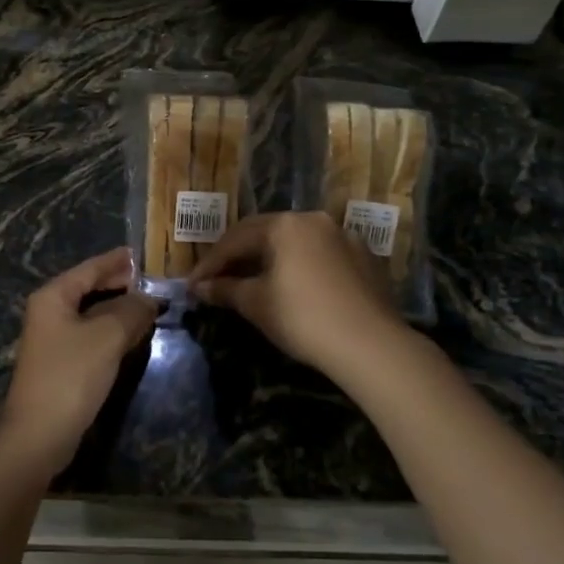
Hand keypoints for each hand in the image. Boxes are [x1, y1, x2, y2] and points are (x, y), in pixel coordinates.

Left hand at [0, 247, 160, 475]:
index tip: (139, 253)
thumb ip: (132, 311)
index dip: (116, 261)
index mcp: (53, 297)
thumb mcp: (107, 337)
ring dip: (119, 309)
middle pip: (88, 289)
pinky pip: (91, 336)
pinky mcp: (61, 363)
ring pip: (91, 314)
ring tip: (149, 305)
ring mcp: (53, 339)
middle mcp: (49, 312)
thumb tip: (149, 299)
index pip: (89, 268)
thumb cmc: (71, 375)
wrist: (39, 434)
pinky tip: (132, 334)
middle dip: (119, 285)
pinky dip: (112, 331)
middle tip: (151, 281)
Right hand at [187, 212, 404, 376]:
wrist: (371, 344)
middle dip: (238, 256)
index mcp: (284, 225)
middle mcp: (313, 219)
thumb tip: (201, 287)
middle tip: (218, 279)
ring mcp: (342, 236)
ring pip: (294, 242)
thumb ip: (225, 289)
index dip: (210, 263)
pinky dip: (299, 266)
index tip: (192, 284)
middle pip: (265, 233)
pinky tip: (292, 286)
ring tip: (252, 281)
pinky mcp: (363, 257)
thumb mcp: (256, 303)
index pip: (235, 239)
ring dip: (269, 259)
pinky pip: (319, 255)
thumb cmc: (303, 318)